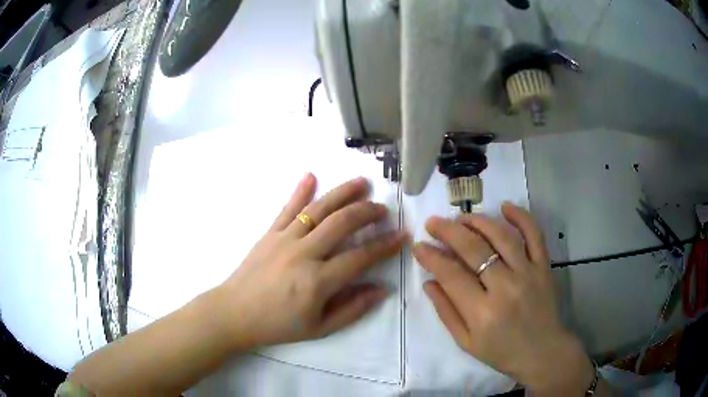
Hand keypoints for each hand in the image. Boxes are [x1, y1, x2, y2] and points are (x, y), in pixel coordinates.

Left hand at [214, 174, 406, 348]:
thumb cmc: (278, 325)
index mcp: (318, 281)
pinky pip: (287, 208)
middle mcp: (303, 254)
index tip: (402, 235)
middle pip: (342, 223)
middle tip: (383, 209)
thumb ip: (353, 309)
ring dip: (342, 193)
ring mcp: (284, 239)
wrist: (234, 313)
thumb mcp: (320, 328)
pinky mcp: (269, 233)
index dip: (385, 245)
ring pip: (318, 209)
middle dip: (368, 212)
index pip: (361, 257)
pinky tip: (311, 175)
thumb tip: (382, 289)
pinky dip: (300, 190)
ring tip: (362, 182)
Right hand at [412, 203, 593, 393]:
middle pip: (473, 249)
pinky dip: (521, 216)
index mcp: (482, 312)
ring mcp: (528, 273)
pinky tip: (505, 206)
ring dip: (478, 221)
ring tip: (461, 218)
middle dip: (448, 231)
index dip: (431, 257)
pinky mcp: (544, 266)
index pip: (451, 274)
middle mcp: (505, 287)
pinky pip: (534, 234)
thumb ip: (446, 312)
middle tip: (433, 223)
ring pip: (501, 236)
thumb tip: (429, 282)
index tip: (419, 246)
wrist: (542, 352)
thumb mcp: (466, 342)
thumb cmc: (501, 352)